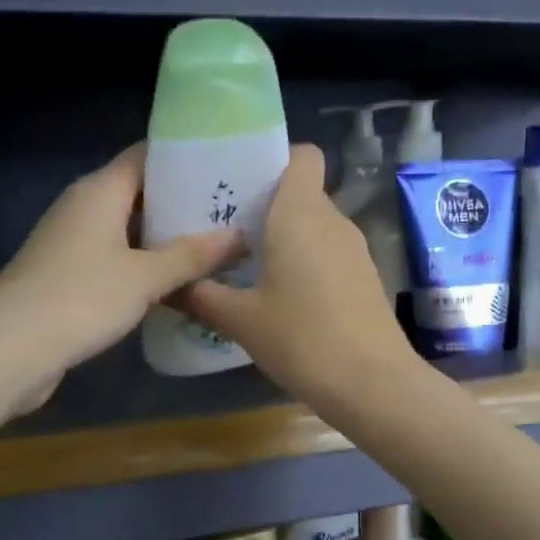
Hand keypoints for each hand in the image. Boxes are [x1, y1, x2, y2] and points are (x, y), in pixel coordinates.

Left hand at [0, 144, 240, 408]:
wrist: (9, 349)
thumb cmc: (81, 298)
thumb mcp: (145, 277)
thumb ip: (192, 256)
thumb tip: (237, 235)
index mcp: (100, 191)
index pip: (146, 155)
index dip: (184, 157)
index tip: (225, 165)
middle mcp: (84, 207)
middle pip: (140, 192)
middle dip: (183, 202)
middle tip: (231, 211)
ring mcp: (73, 241)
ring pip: (129, 229)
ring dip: (166, 238)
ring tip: (215, 245)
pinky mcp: (68, 274)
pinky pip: (116, 258)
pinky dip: (145, 264)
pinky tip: (177, 281)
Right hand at [181, 145, 417, 408]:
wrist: (372, 383)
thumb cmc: (302, 338)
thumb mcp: (241, 320)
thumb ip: (201, 296)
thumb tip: (168, 286)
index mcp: (300, 212)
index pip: (302, 155)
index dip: (275, 158)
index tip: (242, 183)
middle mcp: (332, 220)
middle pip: (301, 191)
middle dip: (266, 204)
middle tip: (225, 228)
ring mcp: (355, 249)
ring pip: (315, 224)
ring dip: (285, 236)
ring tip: (247, 263)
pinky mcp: (365, 276)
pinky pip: (328, 251)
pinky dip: (306, 260)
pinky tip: (282, 294)